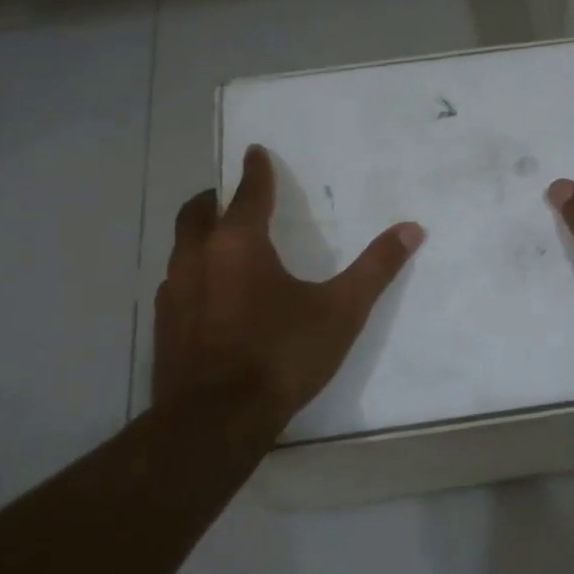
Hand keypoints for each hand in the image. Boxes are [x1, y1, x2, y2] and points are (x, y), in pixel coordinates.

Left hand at [153, 146, 423, 432]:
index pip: (248, 192)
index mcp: (238, 244)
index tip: (255, 152)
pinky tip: (211, 298)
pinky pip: (176, 283)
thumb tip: (411, 228)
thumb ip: (375, 269)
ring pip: (182, 247)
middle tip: (233, 197)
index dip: (256, 170)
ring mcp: (173, 292)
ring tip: (224, 246)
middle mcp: (197, 257)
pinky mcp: (163, 325)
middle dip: (216, 199)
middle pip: (198, 212)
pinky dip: (193, 275)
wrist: (215, 420)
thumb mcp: (340, 311)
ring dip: (201, 237)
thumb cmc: (281, 355)